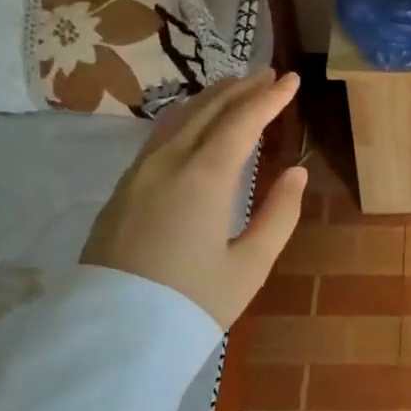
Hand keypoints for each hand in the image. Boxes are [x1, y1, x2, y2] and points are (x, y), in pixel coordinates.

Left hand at [81, 70, 308, 327]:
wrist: (115, 336)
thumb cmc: (193, 302)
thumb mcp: (251, 265)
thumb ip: (279, 214)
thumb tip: (295, 173)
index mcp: (205, 177)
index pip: (242, 121)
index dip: (270, 98)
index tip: (292, 79)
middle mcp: (169, 162)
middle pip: (208, 110)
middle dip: (241, 88)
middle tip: (268, 74)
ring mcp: (139, 173)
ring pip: (179, 118)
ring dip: (212, 98)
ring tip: (237, 88)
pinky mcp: (124, 188)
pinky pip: (161, 136)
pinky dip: (188, 117)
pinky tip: (196, 122)